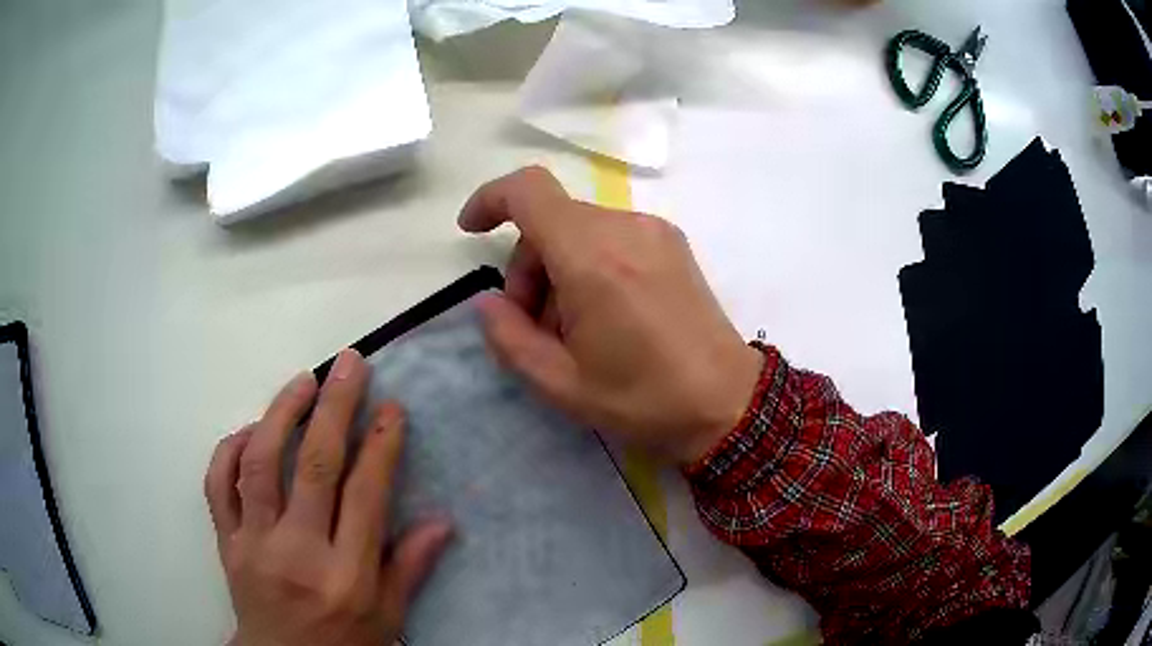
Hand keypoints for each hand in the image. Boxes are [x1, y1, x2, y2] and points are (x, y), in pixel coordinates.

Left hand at [204, 350, 451, 645]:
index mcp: (345, 576)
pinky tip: (251, 430)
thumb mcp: (388, 619)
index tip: (392, 408)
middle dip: (335, 407)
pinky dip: (230, 450)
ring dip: (281, 413)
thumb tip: (441, 522)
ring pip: (260, 463)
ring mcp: (254, 543)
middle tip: (350, 364)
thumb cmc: (343, 644)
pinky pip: (218, 484)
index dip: (381, 445)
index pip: (365, 496)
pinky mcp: (226, 542)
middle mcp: (297, 552)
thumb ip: (410, 569)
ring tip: (303, 382)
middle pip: (313, 466)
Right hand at [459, 167, 761, 464]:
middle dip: (528, 266)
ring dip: (558, 268)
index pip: (529, 191)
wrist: (728, 403)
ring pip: (580, 229)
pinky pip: (611, 237)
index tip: (471, 231)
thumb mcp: (560, 384)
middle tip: (535, 325)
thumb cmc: (644, 399)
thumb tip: (488, 302)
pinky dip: (590, 264)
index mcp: (593, 258)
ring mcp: (654, 232)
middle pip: (552, 220)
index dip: (491, 200)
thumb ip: (509, 338)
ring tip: (573, 329)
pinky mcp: (672, 244)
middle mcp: (625, 228)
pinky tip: (604, 314)